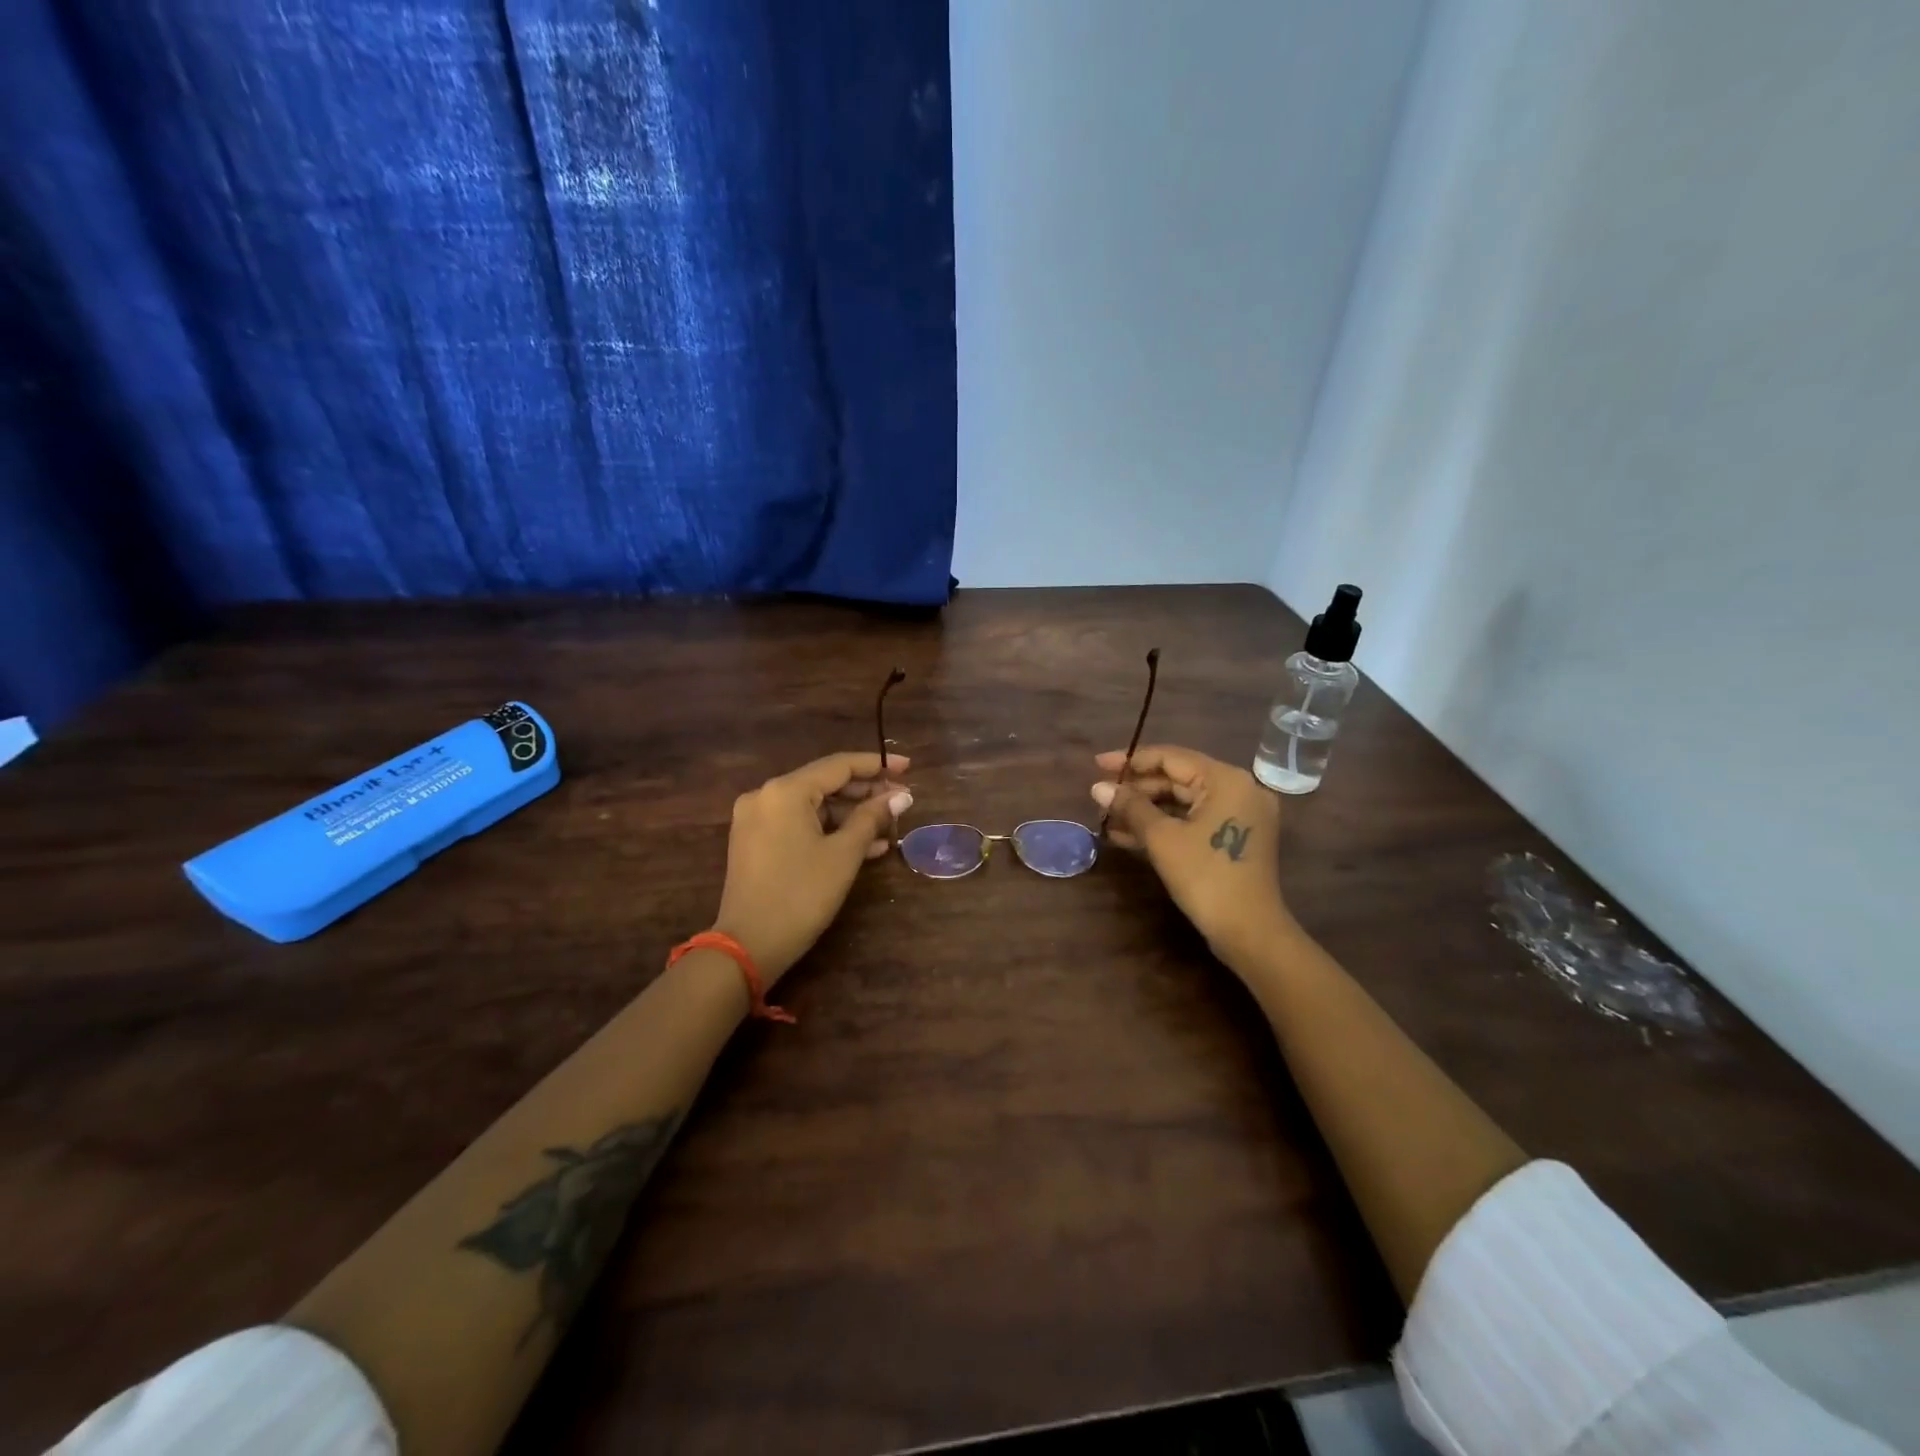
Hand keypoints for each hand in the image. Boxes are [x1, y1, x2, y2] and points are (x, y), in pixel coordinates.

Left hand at [710, 751, 911, 982]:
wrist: (747, 947)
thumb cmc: (801, 895)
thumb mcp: (843, 855)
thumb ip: (872, 818)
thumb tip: (900, 797)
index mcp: (785, 791)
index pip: (839, 765)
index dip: (876, 765)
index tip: (907, 767)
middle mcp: (765, 796)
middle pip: (824, 784)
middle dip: (865, 793)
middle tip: (901, 801)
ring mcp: (757, 820)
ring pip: (813, 807)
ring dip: (851, 816)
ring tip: (889, 827)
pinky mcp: (755, 842)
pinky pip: (799, 825)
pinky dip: (829, 831)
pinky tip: (865, 847)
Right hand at [1091, 745, 1293, 966]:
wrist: (1249, 932)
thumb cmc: (1205, 877)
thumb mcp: (1161, 838)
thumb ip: (1130, 807)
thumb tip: (1098, 787)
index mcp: (1226, 780)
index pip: (1170, 757)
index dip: (1130, 760)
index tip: (1097, 765)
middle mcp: (1238, 789)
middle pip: (1178, 778)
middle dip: (1136, 789)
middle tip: (1100, 796)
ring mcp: (1240, 815)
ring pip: (1183, 802)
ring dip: (1145, 809)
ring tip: (1107, 818)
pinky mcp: (1235, 838)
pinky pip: (1193, 820)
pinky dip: (1164, 825)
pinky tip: (1127, 836)